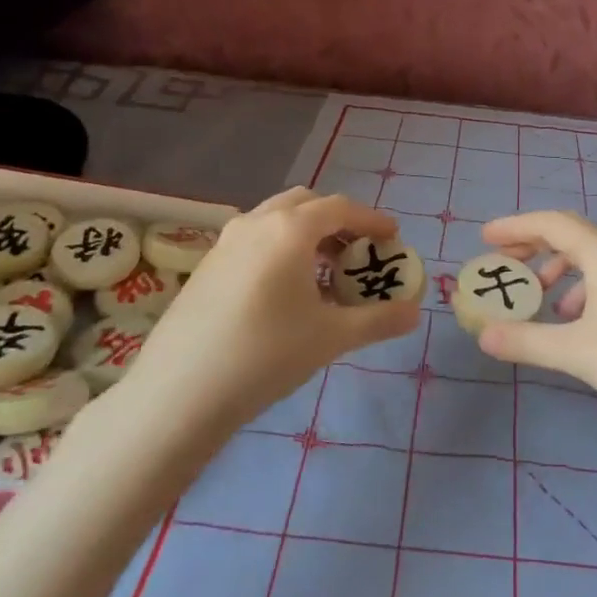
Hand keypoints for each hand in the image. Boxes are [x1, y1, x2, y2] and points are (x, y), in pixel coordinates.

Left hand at [137, 187, 420, 426]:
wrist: (180, 392)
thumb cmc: (266, 355)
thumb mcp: (331, 337)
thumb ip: (379, 320)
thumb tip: (416, 313)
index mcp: (290, 229)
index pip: (341, 208)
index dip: (372, 219)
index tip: (393, 238)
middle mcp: (256, 222)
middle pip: (306, 204)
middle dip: (338, 221)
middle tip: (358, 251)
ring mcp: (226, 242)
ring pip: (276, 220)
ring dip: (307, 234)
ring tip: (325, 273)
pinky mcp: (207, 265)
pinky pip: (255, 240)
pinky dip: (280, 248)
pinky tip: (286, 291)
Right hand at [475, 210, 596, 443]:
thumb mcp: (577, 351)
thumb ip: (527, 340)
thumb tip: (483, 335)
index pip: (552, 224)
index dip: (515, 226)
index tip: (485, 237)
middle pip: (571, 237)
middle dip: (533, 247)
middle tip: (503, 264)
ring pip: (591, 260)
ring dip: (558, 271)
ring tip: (538, 298)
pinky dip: (582, 291)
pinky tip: (575, 323)